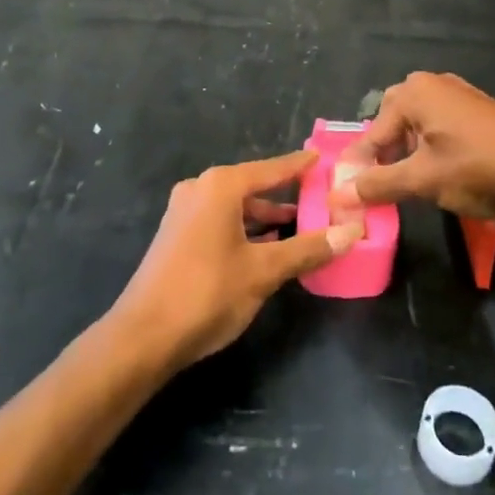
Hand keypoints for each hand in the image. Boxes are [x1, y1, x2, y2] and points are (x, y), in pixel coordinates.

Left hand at [114, 151, 363, 369]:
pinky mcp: (176, 236)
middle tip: (319, 198)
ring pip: (235, 206)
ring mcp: (184, 212)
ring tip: (299, 225)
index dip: (299, 166)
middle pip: (252, 185)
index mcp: (221, 186)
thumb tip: (351, 232)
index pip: (271, 169)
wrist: (143, 336)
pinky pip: (220, 221)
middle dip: (285, 194)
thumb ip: (307, 249)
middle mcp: (200, 189)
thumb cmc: (207, 293)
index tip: (323, 158)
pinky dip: (245, 228)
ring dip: (265, 216)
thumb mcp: (264, 271)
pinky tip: (265, 246)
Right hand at [339, 72, 494, 225]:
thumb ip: (378, 184)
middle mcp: (434, 84)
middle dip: (385, 152)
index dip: (360, 164)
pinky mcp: (480, 110)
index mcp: (414, 92)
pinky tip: (441, 172)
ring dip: (408, 151)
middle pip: (394, 120)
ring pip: (419, 123)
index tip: (347, 191)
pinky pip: (442, 125)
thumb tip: (341, 194)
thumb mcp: (422, 180)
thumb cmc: (476, 169)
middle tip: (380, 183)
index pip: (374, 132)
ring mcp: (460, 94)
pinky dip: (432, 147)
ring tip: (409, 182)